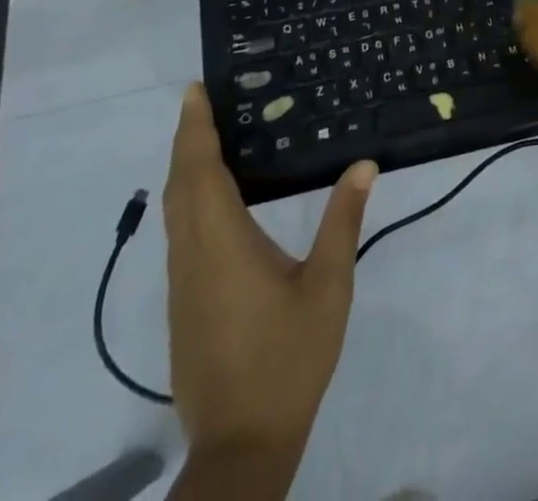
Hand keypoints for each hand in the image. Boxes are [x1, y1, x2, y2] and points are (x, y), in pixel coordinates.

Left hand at [164, 85, 375, 490]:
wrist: (240, 447)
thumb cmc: (287, 359)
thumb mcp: (328, 287)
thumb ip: (343, 222)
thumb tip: (363, 164)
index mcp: (222, 243)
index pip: (200, 171)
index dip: (195, 128)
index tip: (196, 91)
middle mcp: (192, 256)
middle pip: (179, 184)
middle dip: (187, 138)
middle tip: (203, 101)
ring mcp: (182, 283)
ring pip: (174, 211)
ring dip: (185, 168)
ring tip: (208, 137)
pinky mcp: (182, 304)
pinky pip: (179, 233)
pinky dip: (188, 198)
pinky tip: (213, 200)